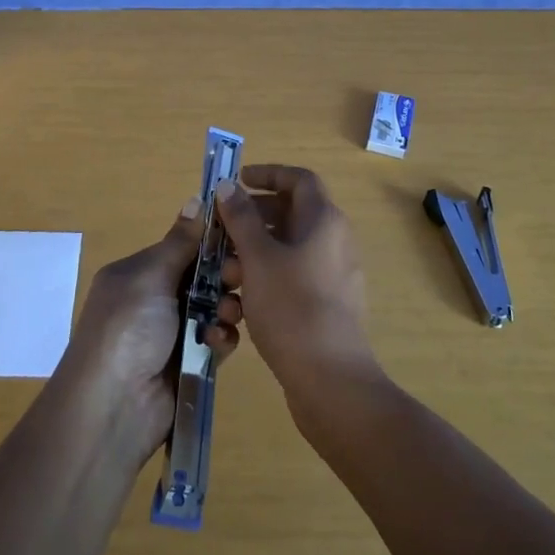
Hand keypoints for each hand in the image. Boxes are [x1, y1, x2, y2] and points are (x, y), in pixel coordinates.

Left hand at [57, 198, 242, 465]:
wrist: (113, 406)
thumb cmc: (127, 327)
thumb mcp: (149, 276)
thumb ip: (180, 242)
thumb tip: (196, 198)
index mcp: (138, 274)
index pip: (182, 248)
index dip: (211, 243)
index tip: (240, 238)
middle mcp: (154, 300)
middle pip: (202, 278)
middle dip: (225, 276)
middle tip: (240, 279)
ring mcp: (172, 334)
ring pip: (214, 309)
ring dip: (226, 308)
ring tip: (230, 315)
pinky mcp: (189, 364)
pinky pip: (215, 341)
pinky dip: (220, 339)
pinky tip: (216, 344)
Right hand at [213, 166, 377, 414]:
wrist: (331, 381)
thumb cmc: (292, 308)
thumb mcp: (258, 258)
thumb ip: (241, 218)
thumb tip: (228, 185)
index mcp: (324, 220)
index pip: (298, 179)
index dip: (267, 174)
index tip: (236, 182)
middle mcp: (334, 241)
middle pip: (290, 213)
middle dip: (251, 219)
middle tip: (220, 231)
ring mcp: (333, 274)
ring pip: (287, 249)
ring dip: (253, 253)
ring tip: (225, 274)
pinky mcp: (327, 304)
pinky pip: (293, 276)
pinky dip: (266, 279)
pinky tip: (240, 303)